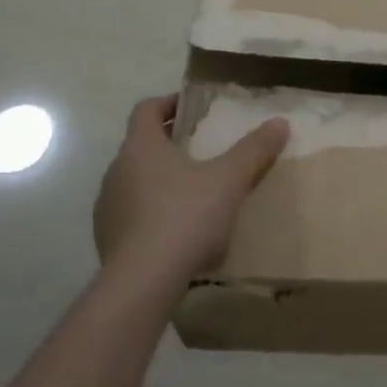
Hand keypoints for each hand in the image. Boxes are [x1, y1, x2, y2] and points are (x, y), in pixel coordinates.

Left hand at [93, 95, 289, 290]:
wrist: (142, 284)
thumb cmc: (185, 217)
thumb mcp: (229, 180)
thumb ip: (254, 150)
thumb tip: (280, 122)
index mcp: (141, 147)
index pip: (146, 109)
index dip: (169, 103)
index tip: (193, 108)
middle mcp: (117, 170)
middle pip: (141, 144)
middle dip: (170, 143)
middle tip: (203, 149)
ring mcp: (107, 206)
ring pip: (135, 180)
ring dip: (160, 179)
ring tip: (194, 192)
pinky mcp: (107, 239)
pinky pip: (132, 213)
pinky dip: (152, 211)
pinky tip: (178, 230)